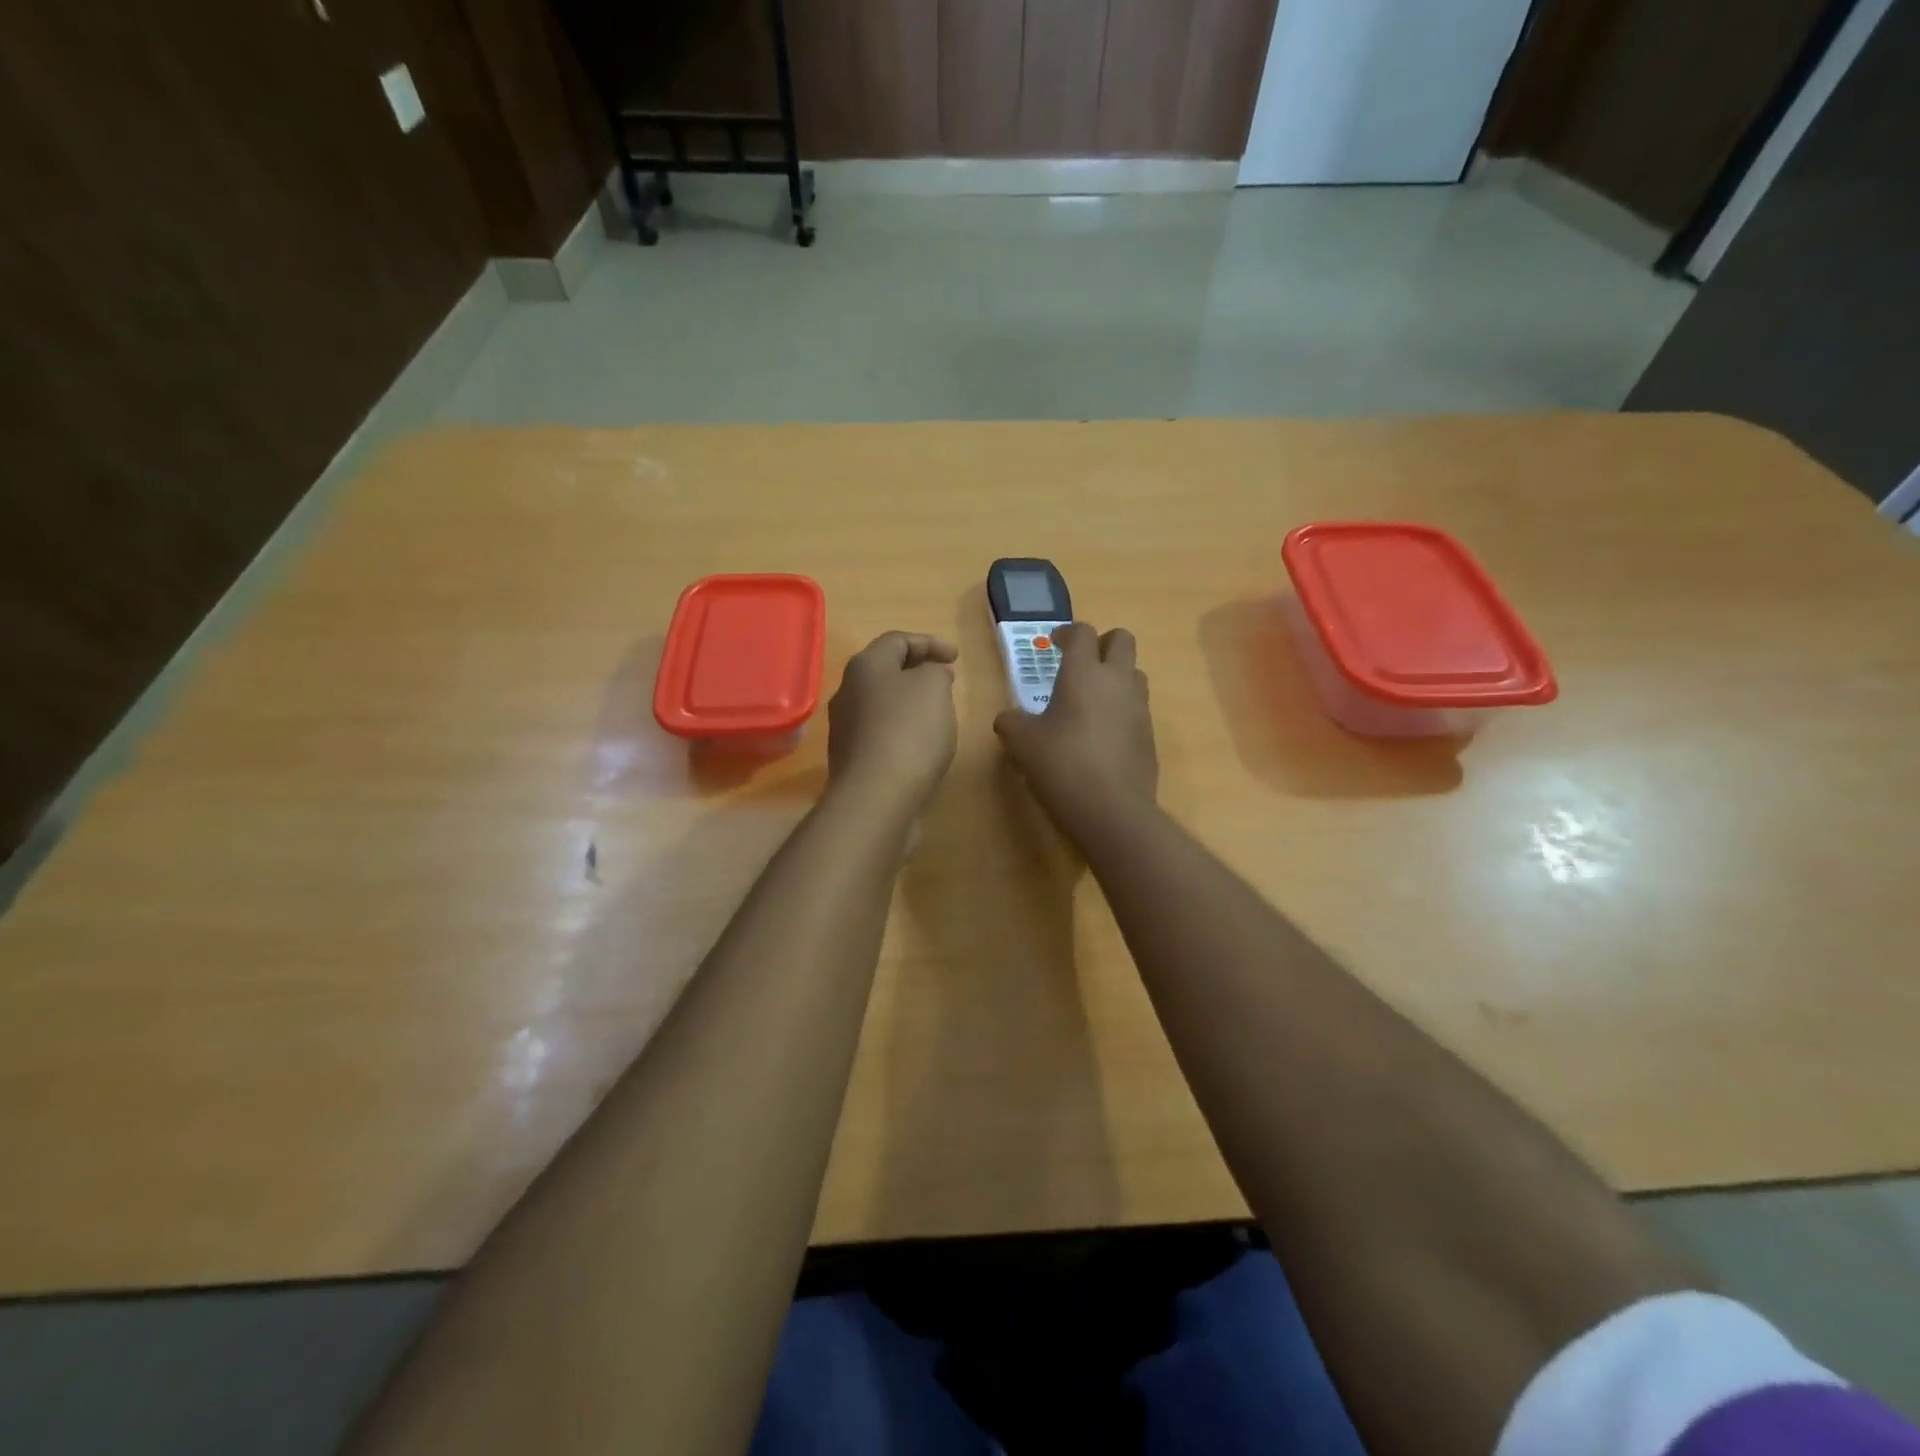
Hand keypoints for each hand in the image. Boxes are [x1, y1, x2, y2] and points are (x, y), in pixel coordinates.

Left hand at [826, 632, 959, 816]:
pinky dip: (901, 728)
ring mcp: (844, 727)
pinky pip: (879, 732)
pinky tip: (920, 745)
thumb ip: (935, 671)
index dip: (929, 643)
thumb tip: (929, 675)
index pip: (897, 640)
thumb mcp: (934, 688)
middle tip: (945, 680)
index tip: (955, 658)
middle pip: (885, 670)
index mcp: (866, 665)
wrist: (875, 797)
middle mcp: (847, 691)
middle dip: (917, 670)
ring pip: (881, 702)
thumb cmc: (909, 731)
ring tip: (936, 712)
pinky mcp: (850, 758)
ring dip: (908, 701)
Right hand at [994, 623, 1157, 834]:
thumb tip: (1009, 719)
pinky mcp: (1150, 735)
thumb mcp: (1021, 743)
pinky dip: (1122, 709)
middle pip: (1122, 640)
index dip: (1067, 632)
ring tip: (1091, 700)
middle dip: (1102, 644)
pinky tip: (1101, 735)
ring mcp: (1139, 708)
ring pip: (1134, 673)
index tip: (1054, 644)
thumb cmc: (1061, 765)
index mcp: (1084, 673)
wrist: (1112, 810)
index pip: (1082, 633)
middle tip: (1080, 663)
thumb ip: (1011, 722)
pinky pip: (1137, 708)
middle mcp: (1117, 681)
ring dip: (1115, 676)